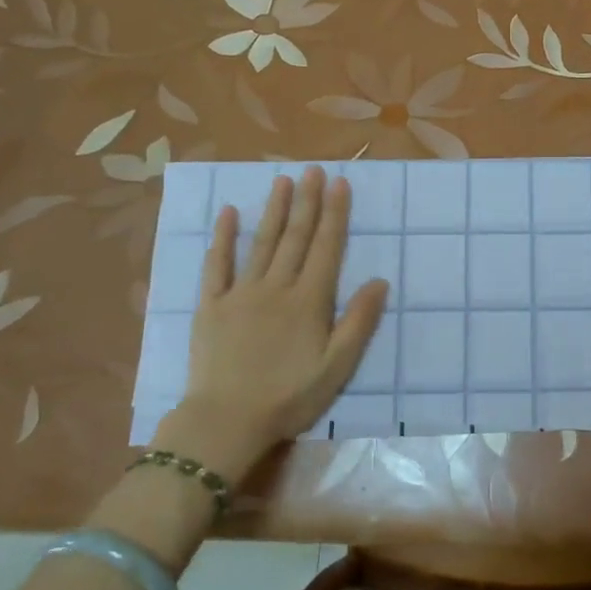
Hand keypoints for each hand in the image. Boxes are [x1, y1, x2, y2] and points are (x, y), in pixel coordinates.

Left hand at [155, 166, 388, 471]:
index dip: (335, 214)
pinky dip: (223, 238)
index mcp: (308, 301)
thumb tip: (380, 281)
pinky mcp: (210, 305)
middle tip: (313, 169)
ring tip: (282, 180)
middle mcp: (276, 287)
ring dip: (274, 209)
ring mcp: (240, 293)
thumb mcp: (337, 367)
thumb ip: (358, 322)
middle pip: (295, 237)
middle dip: (307, 201)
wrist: (226, 420)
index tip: (340, 183)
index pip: (326, 248)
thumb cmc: (289, 397)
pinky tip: (230, 214)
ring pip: (261, 243)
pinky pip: (216, 265)